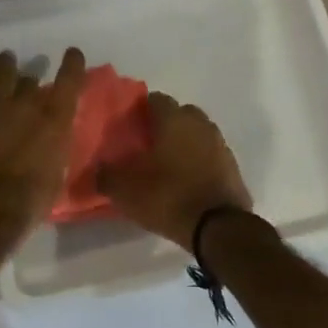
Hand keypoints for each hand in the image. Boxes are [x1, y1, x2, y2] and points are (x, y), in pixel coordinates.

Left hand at [0, 45, 86, 239]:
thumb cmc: (25, 203)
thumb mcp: (55, 178)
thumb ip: (56, 152)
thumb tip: (54, 143)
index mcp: (56, 121)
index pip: (70, 81)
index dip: (72, 65)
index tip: (72, 54)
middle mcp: (30, 102)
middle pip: (31, 80)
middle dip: (31, 80)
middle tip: (28, 81)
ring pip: (4, 69)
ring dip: (6, 65)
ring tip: (5, 60)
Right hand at [99, 92, 251, 251]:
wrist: (218, 227)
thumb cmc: (168, 197)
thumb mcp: (125, 190)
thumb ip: (105, 175)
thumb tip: (94, 170)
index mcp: (174, 119)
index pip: (156, 99)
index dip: (141, 110)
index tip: (130, 128)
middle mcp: (199, 123)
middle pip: (180, 113)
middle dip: (166, 124)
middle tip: (148, 146)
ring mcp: (220, 144)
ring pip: (198, 133)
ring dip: (185, 143)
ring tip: (168, 165)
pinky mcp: (232, 167)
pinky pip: (211, 155)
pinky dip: (200, 162)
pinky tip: (188, 181)